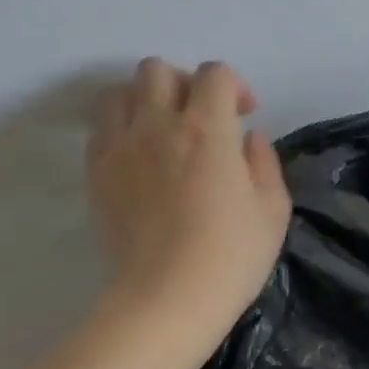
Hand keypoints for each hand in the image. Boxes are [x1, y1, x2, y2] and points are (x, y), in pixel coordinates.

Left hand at [87, 58, 290, 335]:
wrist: (167, 298)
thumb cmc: (231, 257)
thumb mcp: (273, 210)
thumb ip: (264, 162)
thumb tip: (247, 138)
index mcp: (207, 129)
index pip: (214, 74)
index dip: (234, 85)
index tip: (245, 115)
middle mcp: (157, 124)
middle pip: (158, 70)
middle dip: (185, 84)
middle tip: (202, 118)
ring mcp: (120, 147)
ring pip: (121, 93)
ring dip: (147, 101)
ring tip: (165, 132)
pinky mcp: (96, 173)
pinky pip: (102, 129)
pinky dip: (123, 130)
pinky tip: (141, 159)